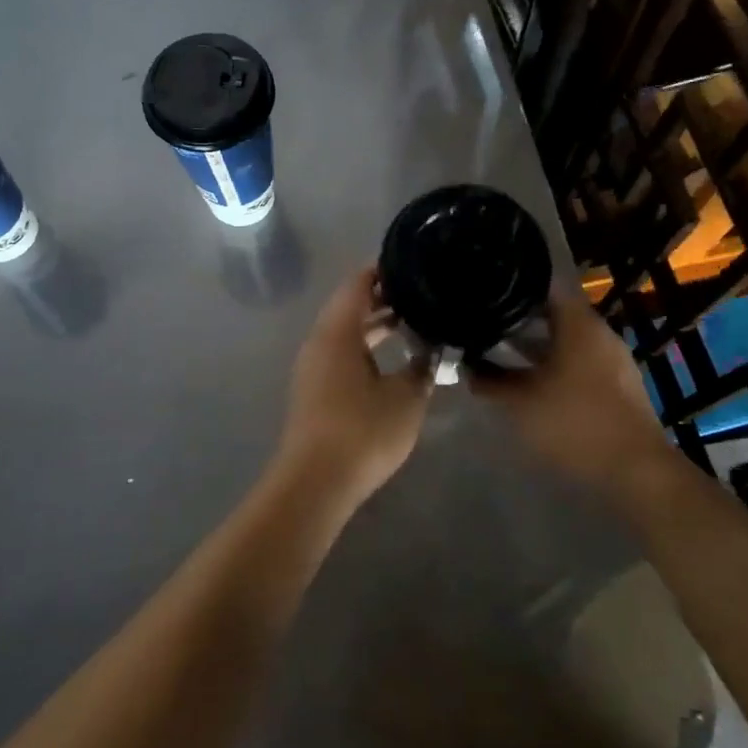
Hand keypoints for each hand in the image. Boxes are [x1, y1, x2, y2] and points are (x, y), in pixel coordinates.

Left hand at [268, 265, 432, 507]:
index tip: (414, 265)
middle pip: (350, 306)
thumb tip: (434, 348)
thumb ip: (423, 366)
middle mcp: (319, 342)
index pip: (358, 284)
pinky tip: (391, 358)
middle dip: (384, 298)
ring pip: (345, 332)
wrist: (316, 482)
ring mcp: (313, 367)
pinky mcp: (314, 389)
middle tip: (422, 293)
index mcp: (337, 332)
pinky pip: (340, 353)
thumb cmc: (363, 432)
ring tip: (413, 321)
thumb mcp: (406, 397)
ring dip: (375, 325)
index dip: (384, 271)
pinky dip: (365, 346)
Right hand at [471, 284, 670, 492]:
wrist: (636, 472)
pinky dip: (556, 364)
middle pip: (555, 312)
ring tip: (502, 352)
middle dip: (521, 318)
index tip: (487, 289)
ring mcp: (614, 360)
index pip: (544, 285)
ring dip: (538, 344)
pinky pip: (581, 362)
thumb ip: (489, 381)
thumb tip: (466, 366)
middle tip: (487, 323)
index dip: (514, 285)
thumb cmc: (575, 424)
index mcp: (579, 324)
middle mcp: (600, 333)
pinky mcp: (619, 385)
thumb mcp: (519, 404)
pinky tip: (533, 380)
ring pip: (568, 339)